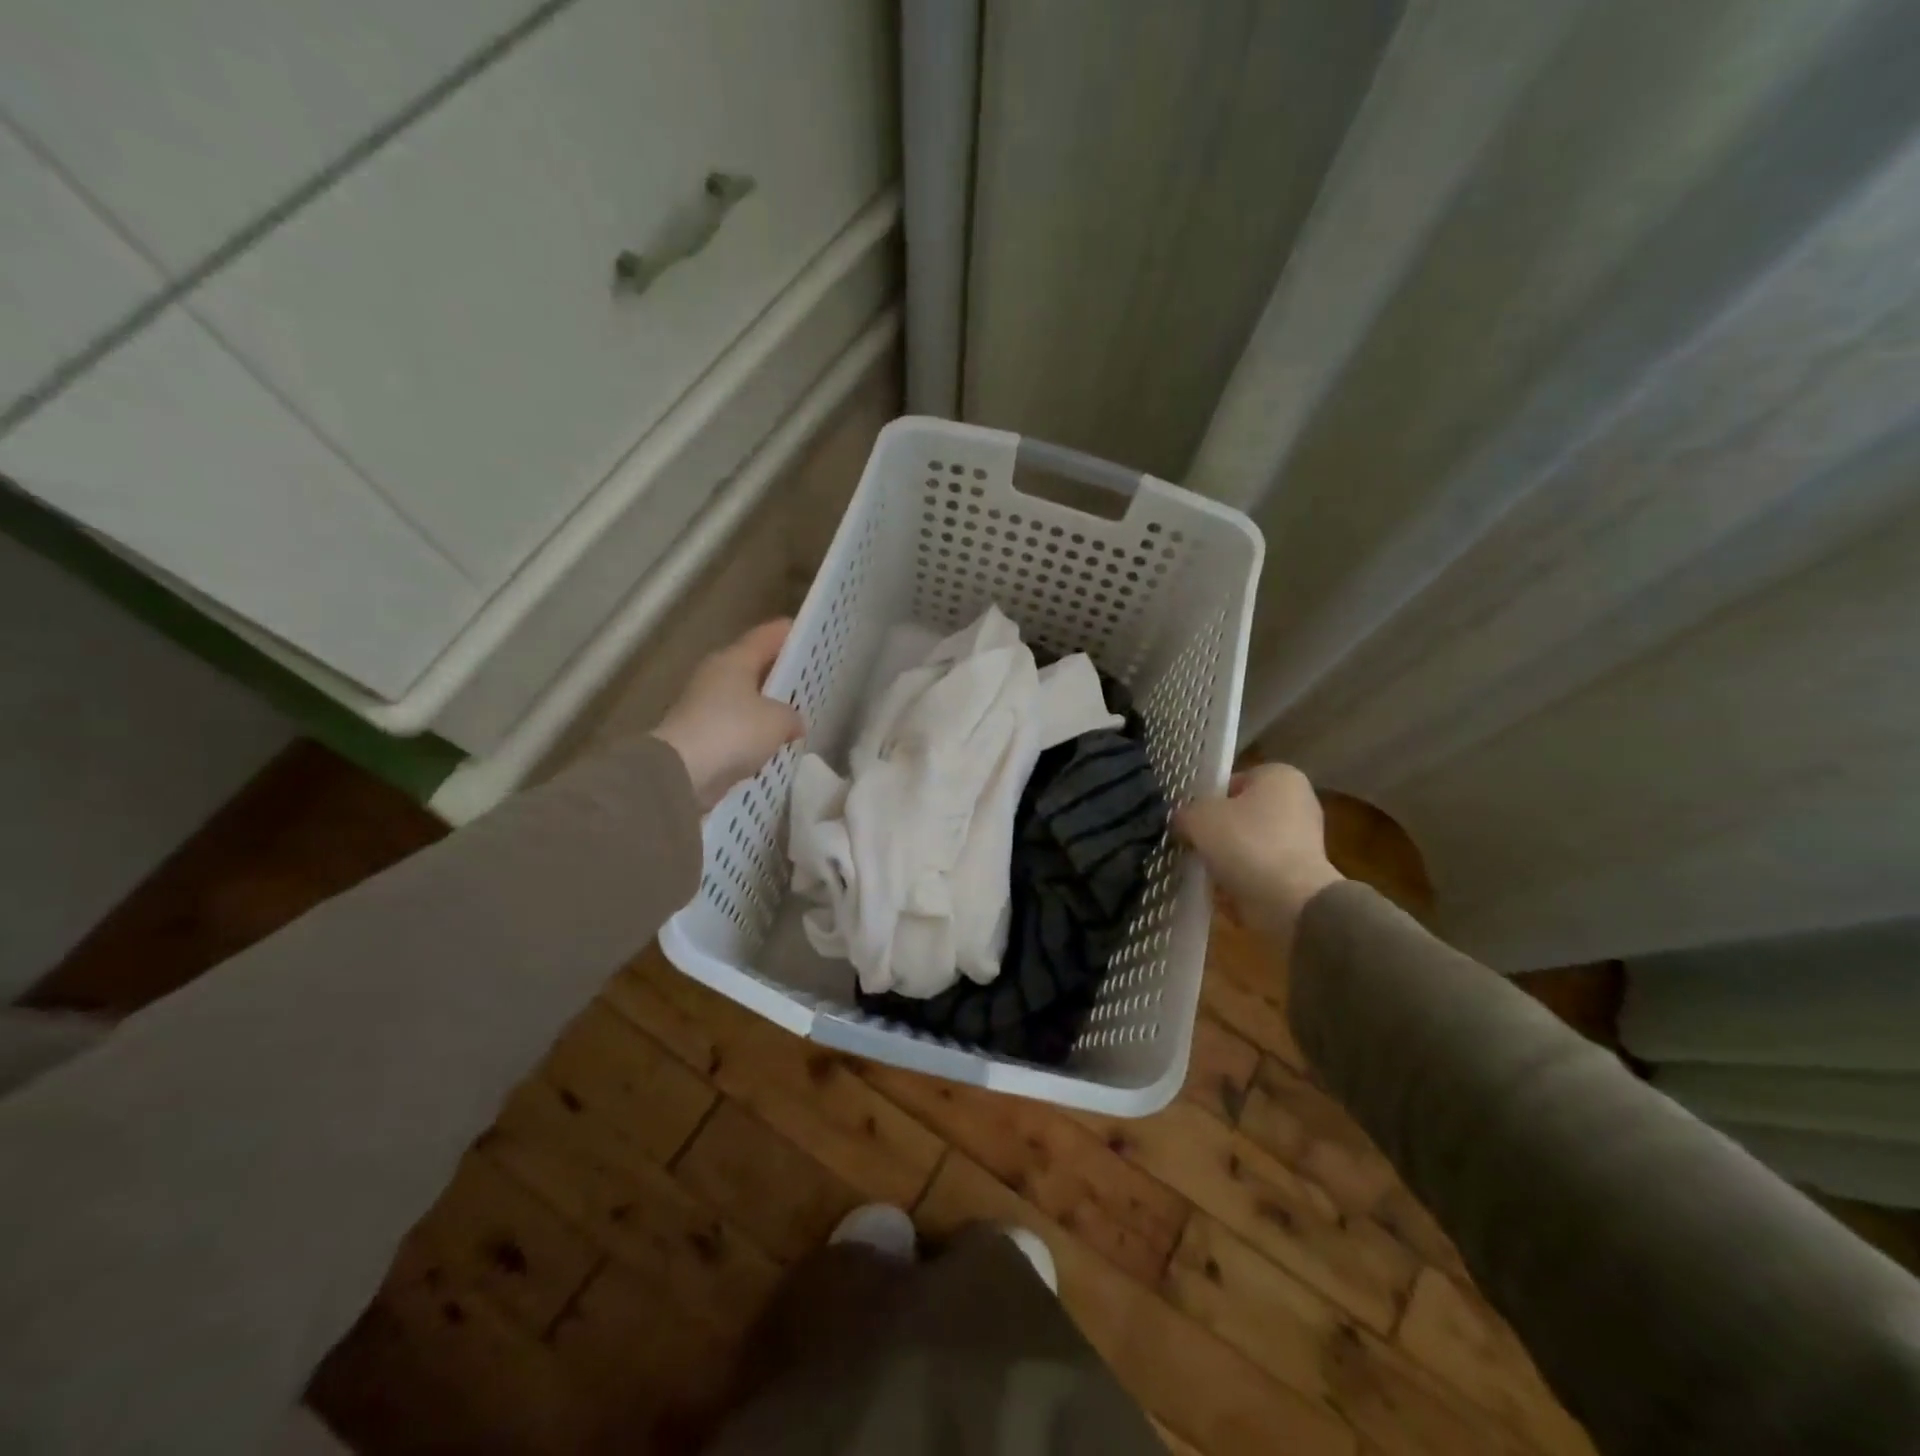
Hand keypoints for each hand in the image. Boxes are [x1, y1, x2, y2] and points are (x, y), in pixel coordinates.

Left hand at [653, 619, 804, 808]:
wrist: (682, 772)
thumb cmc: (733, 731)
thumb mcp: (777, 721)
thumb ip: (792, 716)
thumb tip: (795, 722)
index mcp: (734, 660)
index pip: (766, 637)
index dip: (788, 633)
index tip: (808, 634)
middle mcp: (716, 676)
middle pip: (752, 666)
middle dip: (778, 672)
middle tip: (806, 677)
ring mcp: (704, 706)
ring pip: (743, 698)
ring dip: (764, 704)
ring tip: (793, 713)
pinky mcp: (700, 736)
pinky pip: (735, 726)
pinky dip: (751, 731)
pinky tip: (771, 742)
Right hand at [1173, 763, 1343, 953]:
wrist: (1291, 902)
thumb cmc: (1246, 844)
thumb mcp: (1199, 818)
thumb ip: (1185, 813)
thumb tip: (1183, 821)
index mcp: (1279, 776)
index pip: (1231, 782)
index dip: (1205, 801)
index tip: (1189, 822)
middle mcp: (1297, 802)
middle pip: (1239, 815)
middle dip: (1215, 833)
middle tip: (1193, 846)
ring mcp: (1302, 840)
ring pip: (1247, 845)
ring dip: (1225, 860)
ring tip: (1205, 873)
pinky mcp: (1301, 874)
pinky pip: (1259, 871)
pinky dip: (1241, 881)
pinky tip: (1223, 892)